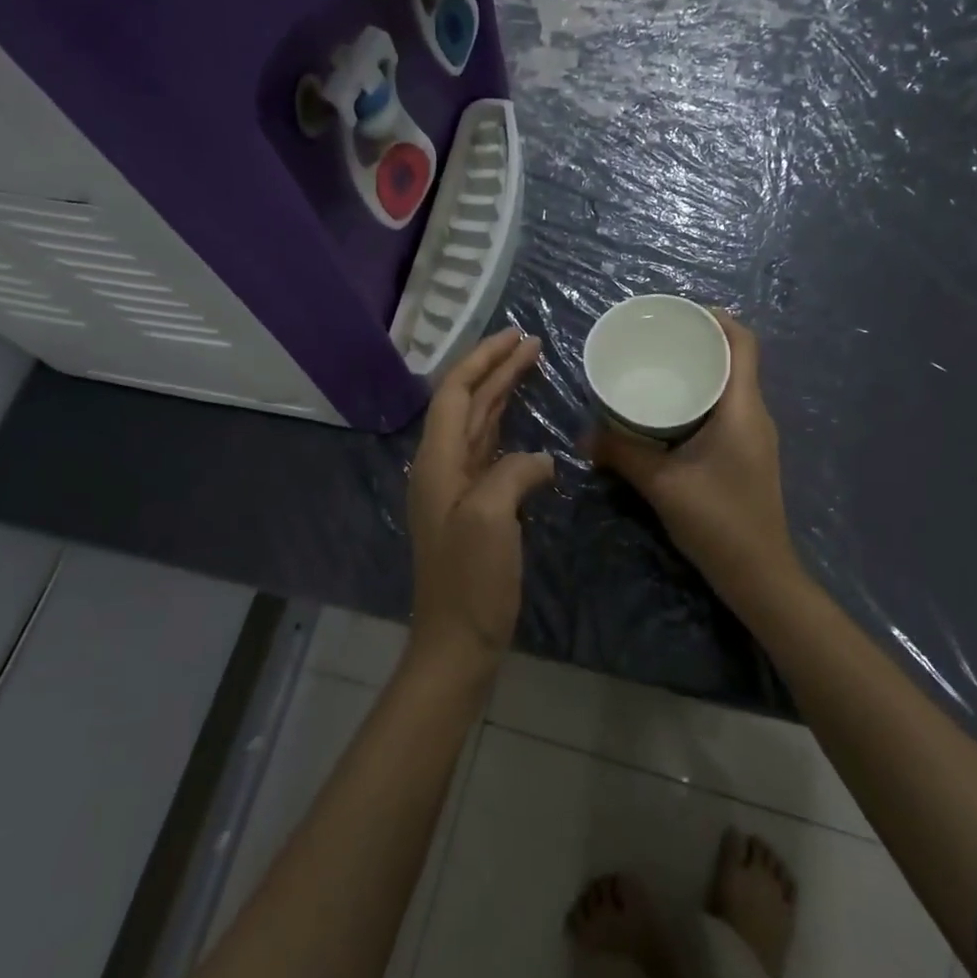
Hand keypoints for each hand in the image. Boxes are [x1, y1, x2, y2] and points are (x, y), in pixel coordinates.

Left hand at [407, 328, 553, 672]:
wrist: (457, 640)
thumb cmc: (470, 580)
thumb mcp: (490, 518)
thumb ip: (512, 473)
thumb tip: (539, 460)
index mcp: (437, 462)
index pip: (454, 393)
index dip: (482, 360)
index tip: (515, 337)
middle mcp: (442, 467)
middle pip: (466, 403)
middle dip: (496, 369)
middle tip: (531, 343)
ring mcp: (457, 488)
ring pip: (478, 424)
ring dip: (501, 393)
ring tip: (529, 367)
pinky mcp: (475, 506)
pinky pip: (490, 451)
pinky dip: (507, 428)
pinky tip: (525, 424)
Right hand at [586, 311, 798, 600]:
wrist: (759, 574)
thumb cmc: (718, 521)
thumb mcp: (662, 484)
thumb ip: (622, 455)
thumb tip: (584, 435)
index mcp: (743, 409)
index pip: (743, 344)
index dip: (718, 319)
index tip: (680, 311)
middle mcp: (755, 414)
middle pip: (736, 360)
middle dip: (701, 342)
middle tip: (657, 338)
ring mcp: (754, 436)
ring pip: (730, 386)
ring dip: (701, 370)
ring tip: (659, 367)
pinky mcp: (747, 454)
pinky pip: (726, 409)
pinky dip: (701, 397)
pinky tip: (669, 410)